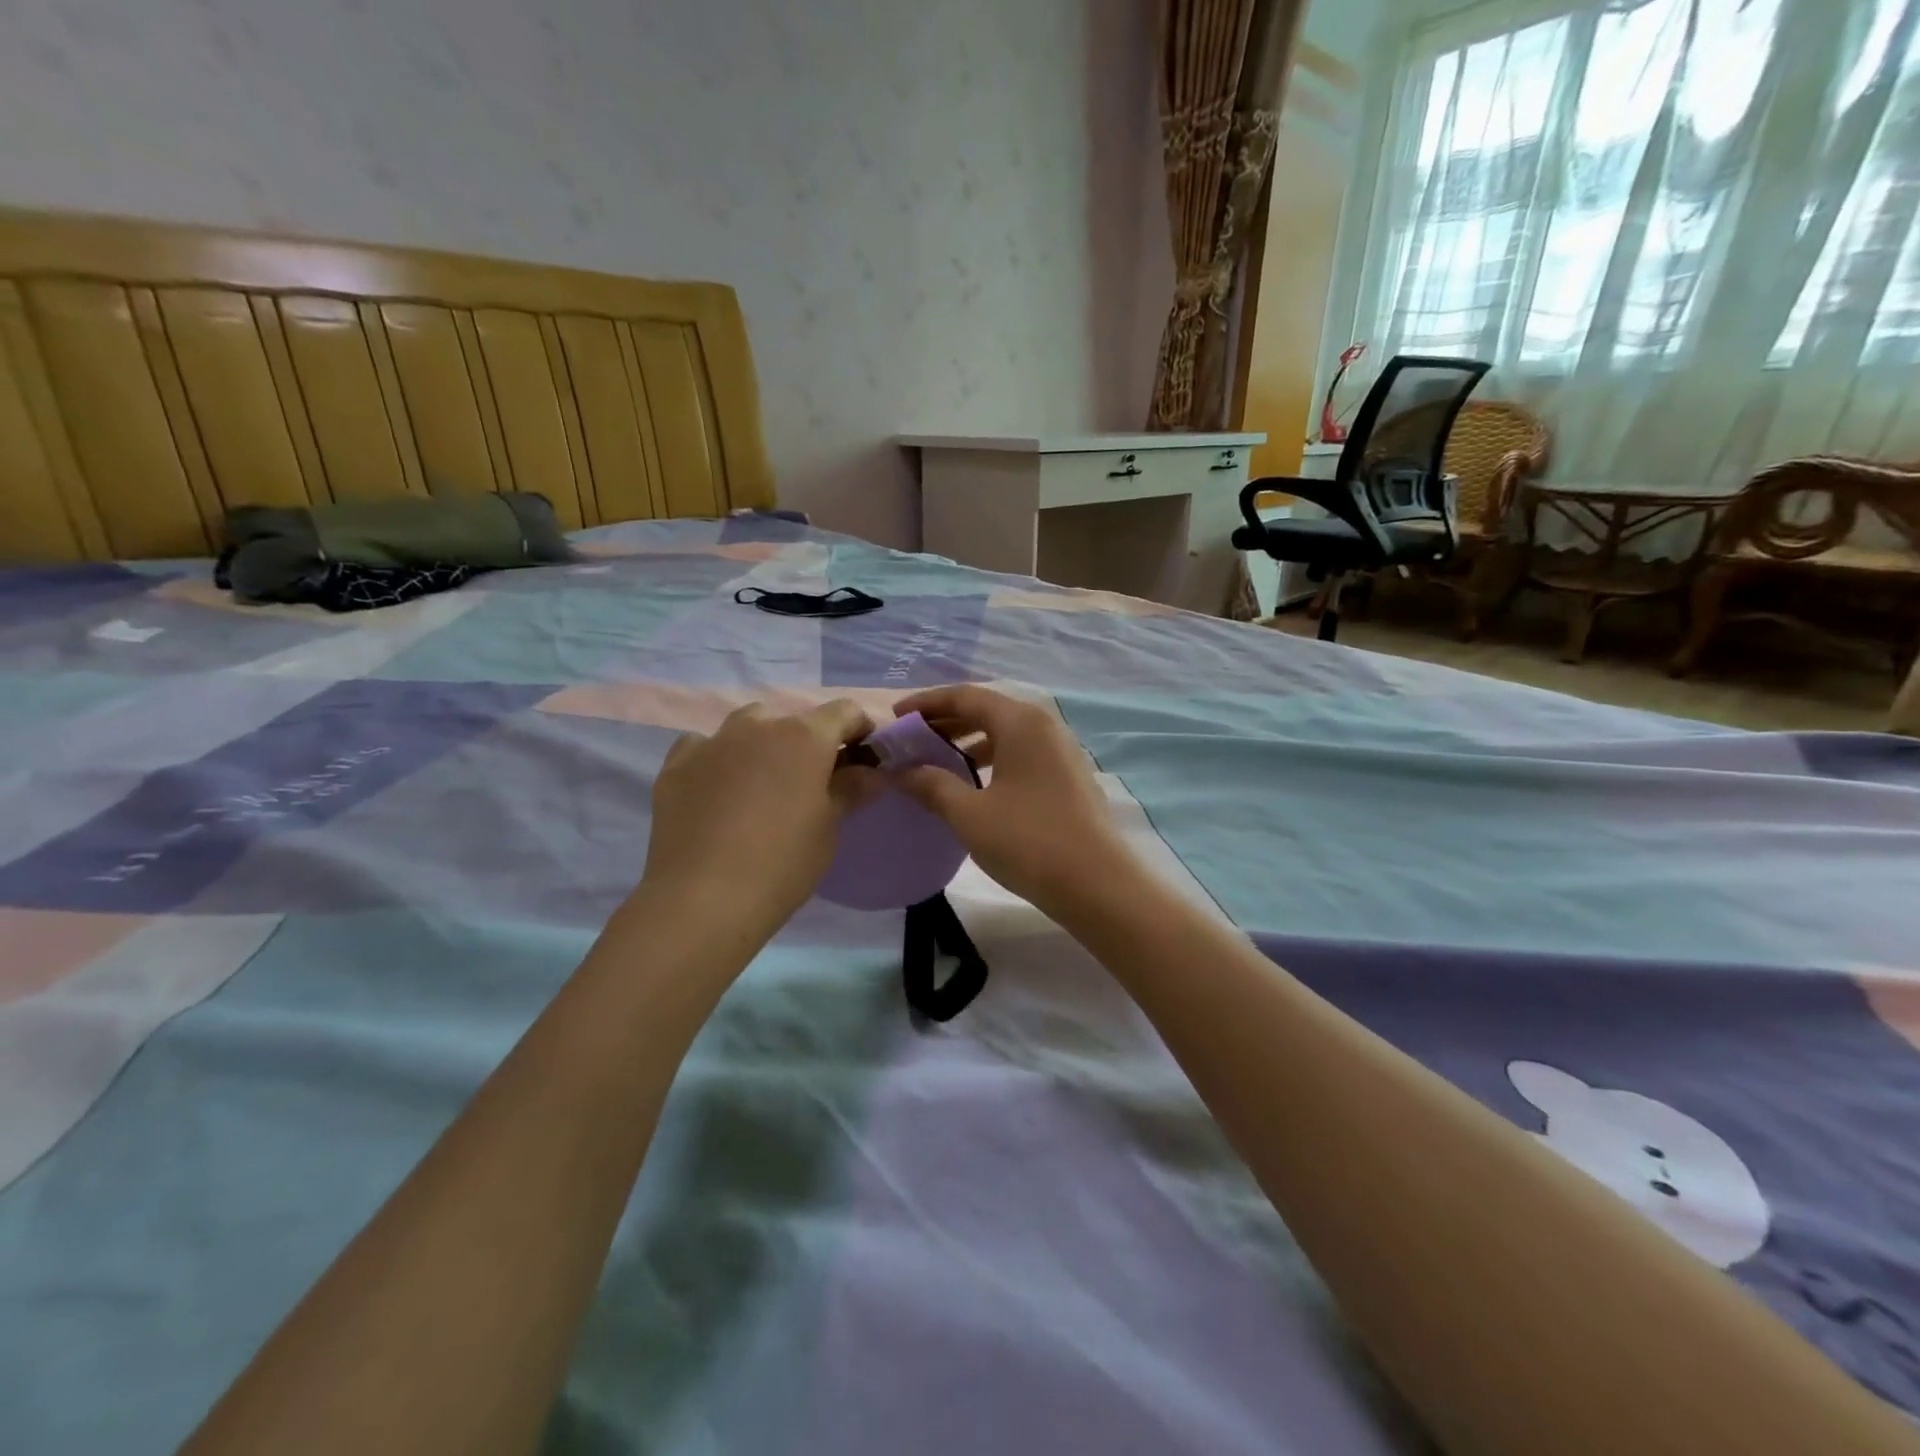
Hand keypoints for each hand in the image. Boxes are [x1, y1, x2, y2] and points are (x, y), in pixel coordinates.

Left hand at [641, 699, 874, 938]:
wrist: (702, 899)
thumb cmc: (783, 863)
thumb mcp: (830, 828)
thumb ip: (852, 789)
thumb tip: (871, 771)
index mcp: (805, 737)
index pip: (845, 712)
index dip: (859, 730)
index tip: (862, 759)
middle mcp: (759, 726)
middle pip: (793, 721)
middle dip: (808, 744)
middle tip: (809, 785)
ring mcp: (712, 742)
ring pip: (746, 727)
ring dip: (761, 745)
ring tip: (760, 785)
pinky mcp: (676, 765)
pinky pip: (703, 747)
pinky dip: (717, 760)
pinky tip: (716, 791)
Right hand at [890, 685, 1134, 914]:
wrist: (1097, 885)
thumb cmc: (1028, 841)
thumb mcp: (969, 814)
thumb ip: (932, 785)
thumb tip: (902, 771)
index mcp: (1020, 722)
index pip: (964, 696)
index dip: (926, 704)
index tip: (896, 718)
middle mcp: (1044, 726)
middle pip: (987, 710)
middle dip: (946, 722)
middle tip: (911, 740)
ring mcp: (1061, 751)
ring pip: (1005, 733)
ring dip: (968, 742)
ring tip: (937, 762)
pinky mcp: (1068, 777)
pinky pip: (1021, 754)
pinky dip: (992, 760)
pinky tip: (974, 785)